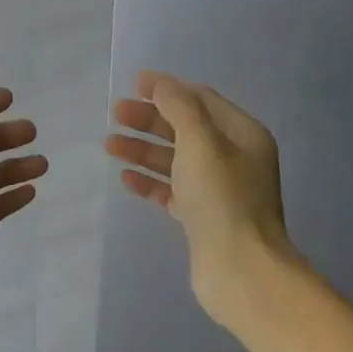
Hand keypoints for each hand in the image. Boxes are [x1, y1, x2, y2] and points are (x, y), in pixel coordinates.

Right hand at [107, 70, 293, 326]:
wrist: (239, 269)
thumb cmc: (222, 198)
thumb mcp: (201, 142)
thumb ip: (179, 107)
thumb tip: (160, 82)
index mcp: (243, 135)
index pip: (201, 100)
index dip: (167, 89)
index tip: (133, 85)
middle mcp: (234, 158)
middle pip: (185, 129)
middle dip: (149, 119)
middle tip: (114, 115)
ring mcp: (218, 190)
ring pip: (175, 160)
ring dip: (143, 150)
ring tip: (109, 145)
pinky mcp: (202, 217)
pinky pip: (172, 190)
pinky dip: (150, 181)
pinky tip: (125, 178)